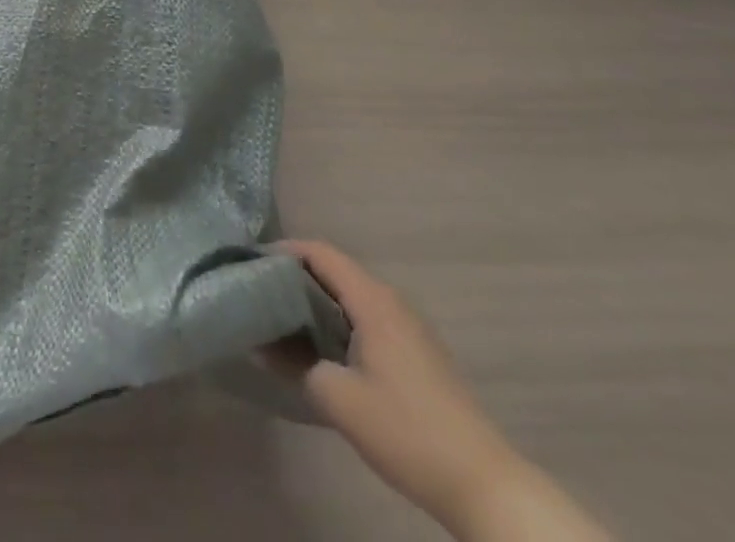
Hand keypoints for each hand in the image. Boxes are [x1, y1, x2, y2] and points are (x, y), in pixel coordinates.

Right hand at [265, 242, 608, 541]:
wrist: (484, 483)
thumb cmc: (407, 431)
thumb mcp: (338, 399)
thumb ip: (295, 362)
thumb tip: (260, 341)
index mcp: (372, 300)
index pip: (320, 252)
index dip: (283, 251)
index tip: (250, 264)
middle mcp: (390, 300)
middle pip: (334, 270)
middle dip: (294, 276)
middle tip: (259, 292)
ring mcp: (408, 325)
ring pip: (350, 295)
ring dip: (316, 300)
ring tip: (282, 319)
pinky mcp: (417, 351)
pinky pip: (366, 316)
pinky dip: (337, 319)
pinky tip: (323, 348)